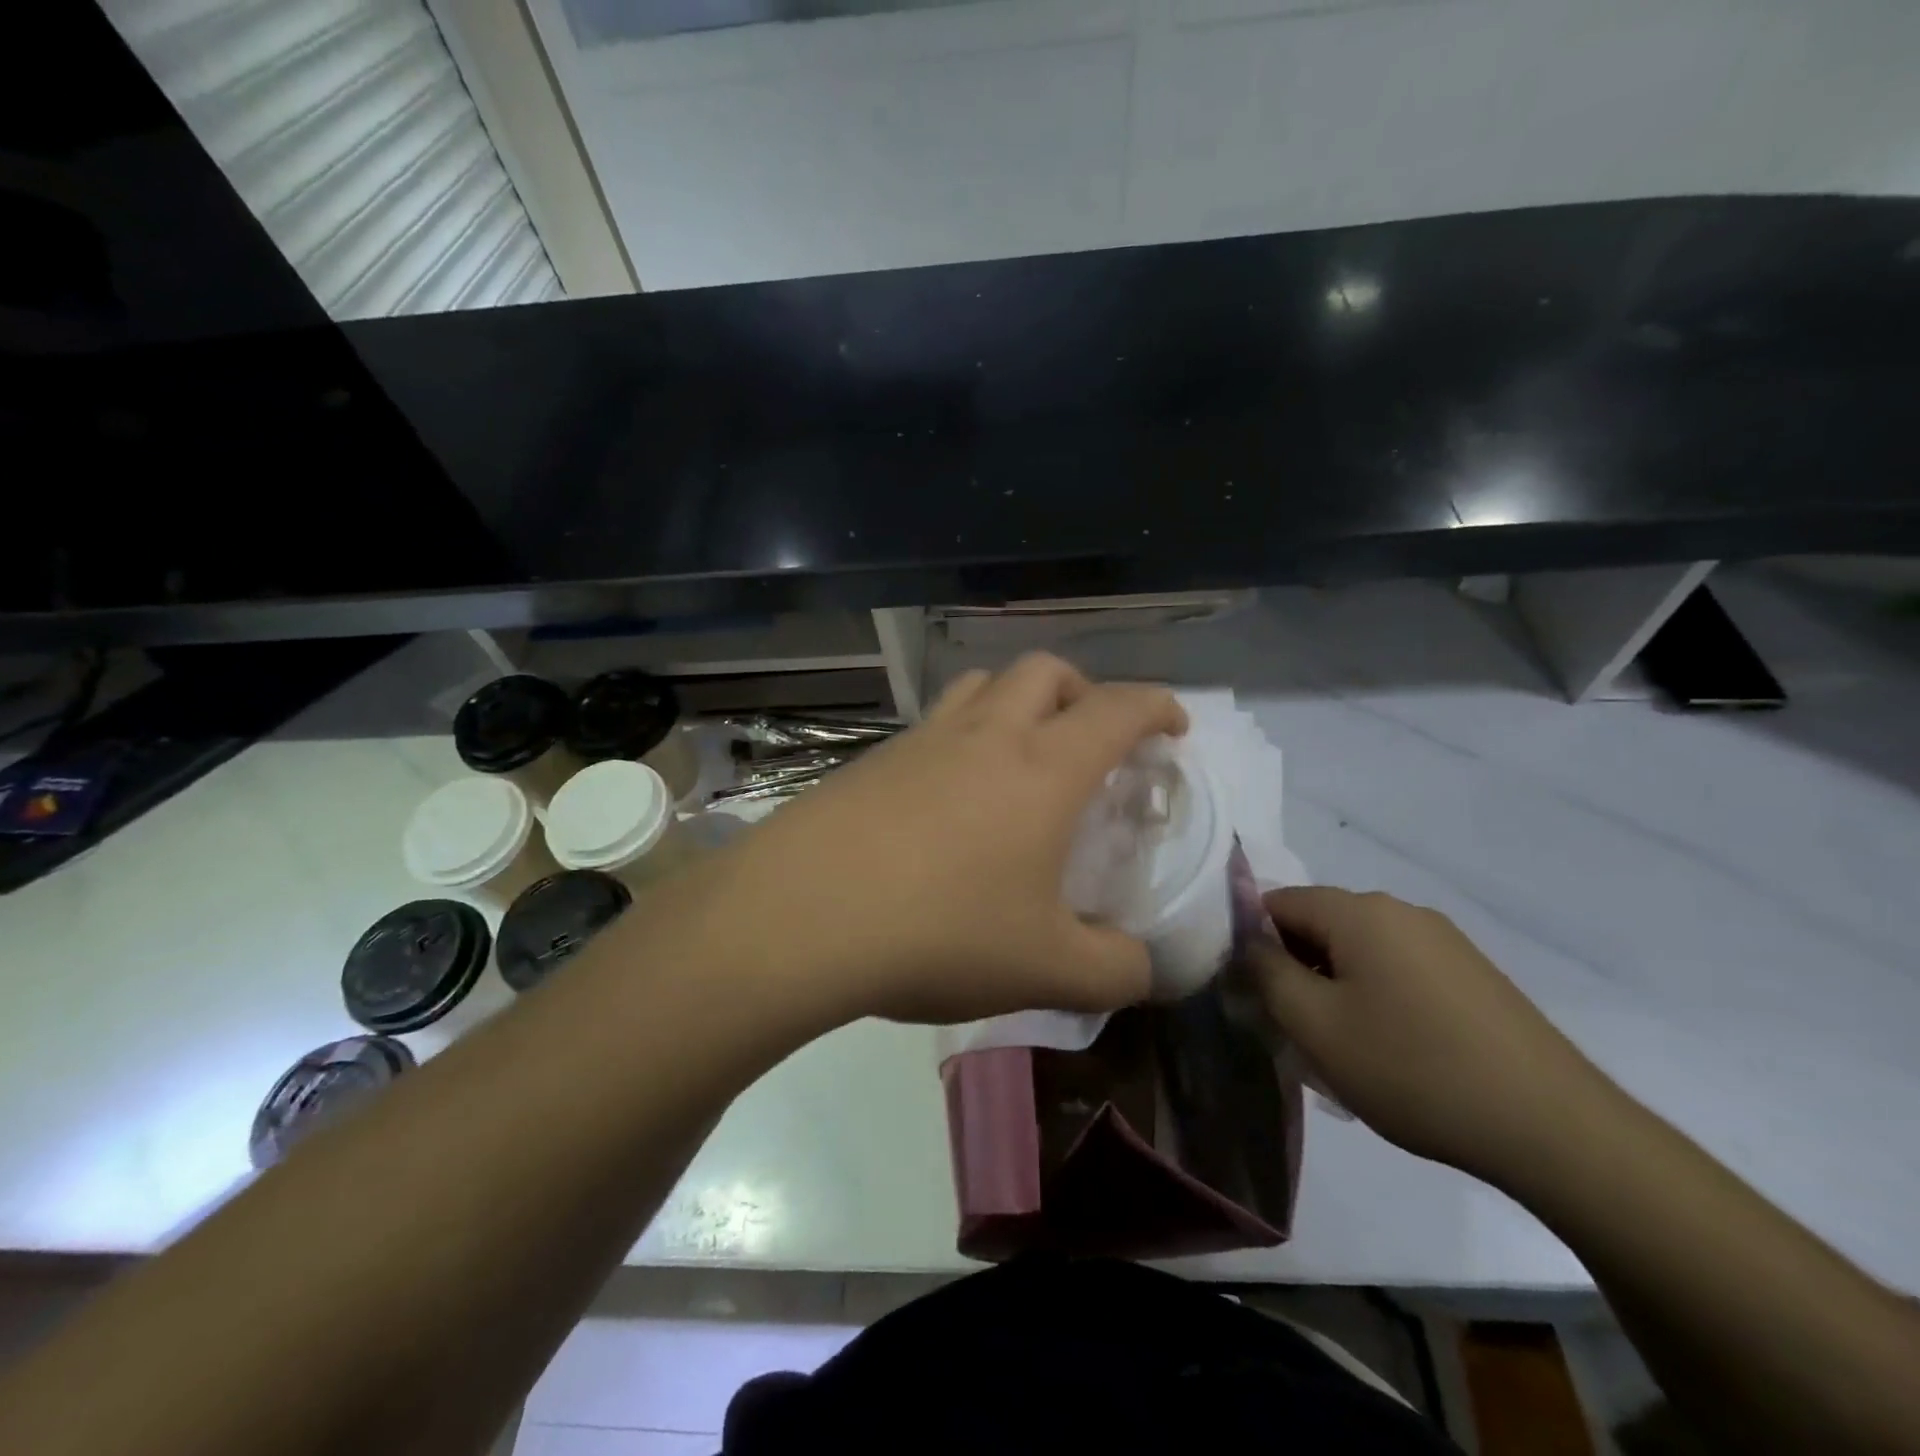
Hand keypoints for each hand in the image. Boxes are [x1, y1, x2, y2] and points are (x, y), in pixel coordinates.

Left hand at [716, 654, 1187, 1025]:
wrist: (800, 917)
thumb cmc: (940, 932)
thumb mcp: (1045, 969)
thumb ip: (1113, 971)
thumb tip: (1142, 969)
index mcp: (1043, 767)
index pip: (1118, 709)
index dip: (1157, 708)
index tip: (1173, 729)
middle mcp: (985, 734)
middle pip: (1044, 671)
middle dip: (1082, 691)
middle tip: (1090, 740)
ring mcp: (920, 740)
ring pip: (981, 685)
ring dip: (1015, 701)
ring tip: (1020, 755)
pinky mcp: (870, 760)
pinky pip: (930, 725)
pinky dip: (959, 737)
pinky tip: (947, 799)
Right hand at [1248, 887, 1613, 1185]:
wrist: (1555, 1129)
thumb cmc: (1414, 1069)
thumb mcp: (1315, 1026)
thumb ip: (1266, 973)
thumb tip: (1248, 943)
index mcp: (1360, 912)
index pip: (1277, 902)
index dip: (1252, 943)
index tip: (1253, 994)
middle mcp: (1401, 911)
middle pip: (1319, 924)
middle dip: (1295, 968)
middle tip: (1294, 1029)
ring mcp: (1444, 941)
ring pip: (1359, 950)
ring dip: (1335, 987)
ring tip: (1344, 1048)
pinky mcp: (1473, 974)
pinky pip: (1400, 969)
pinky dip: (1377, 997)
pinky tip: (1393, 1051)